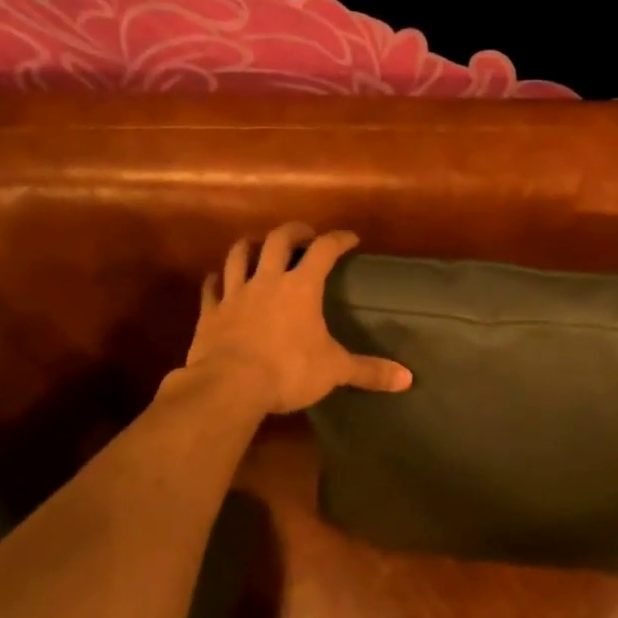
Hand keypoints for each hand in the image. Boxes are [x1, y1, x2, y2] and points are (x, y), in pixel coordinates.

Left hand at [182, 223, 412, 414]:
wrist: (230, 386)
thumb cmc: (288, 371)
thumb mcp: (334, 370)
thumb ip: (369, 371)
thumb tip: (407, 379)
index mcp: (301, 288)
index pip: (324, 250)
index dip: (338, 239)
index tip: (349, 238)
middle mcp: (267, 281)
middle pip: (278, 241)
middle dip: (294, 232)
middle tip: (304, 235)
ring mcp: (235, 295)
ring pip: (238, 256)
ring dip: (250, 246)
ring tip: (258, 245)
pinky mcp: (210, 314)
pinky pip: (211, 289)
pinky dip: (215, 281)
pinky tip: (217, 280)